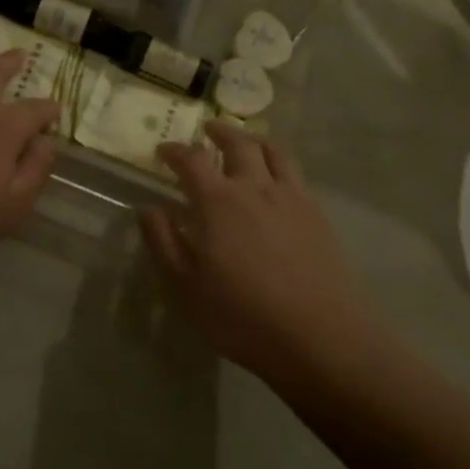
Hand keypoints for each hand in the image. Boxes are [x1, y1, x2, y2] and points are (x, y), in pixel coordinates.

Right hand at [142, 121, 367, 385]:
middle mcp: (254, 187)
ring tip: (245, 141)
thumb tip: (148, 208)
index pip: (190, 160)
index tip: (162, 151)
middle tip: (206, 130)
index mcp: (217, 202)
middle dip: (219, 132)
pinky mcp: (316, 214)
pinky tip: (275, 178)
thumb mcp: (186, 287)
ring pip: (272, 151)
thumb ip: (164, 243)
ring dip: (253, 140)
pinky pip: (294, 173)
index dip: (174, 151)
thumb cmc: (243, 316)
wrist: (321, 338)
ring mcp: (290, 198)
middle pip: (237, 143)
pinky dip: (278, 162)